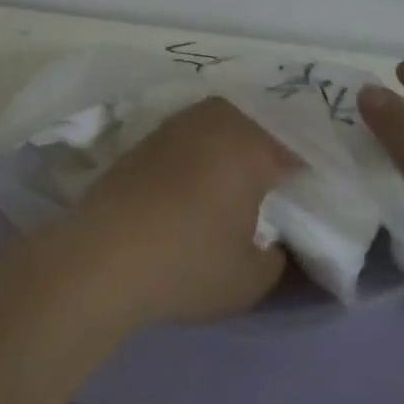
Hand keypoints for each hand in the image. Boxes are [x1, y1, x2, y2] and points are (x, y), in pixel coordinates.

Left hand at [50, 97, 295, 327]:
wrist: (99, 260)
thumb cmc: (188, 264)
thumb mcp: (251, 279)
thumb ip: (277, 257)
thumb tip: (273, 243)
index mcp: (250, 145)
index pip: (293, 152)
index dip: (303, 176)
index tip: (304, 198)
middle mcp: (213, 123)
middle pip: (254, 127)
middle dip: (265, 150)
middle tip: (268, 186)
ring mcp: (172, 129)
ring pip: (215, 127)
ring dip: (227, 148)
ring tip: (228, 184)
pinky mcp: (140, 143)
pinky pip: (184, 140)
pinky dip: (194, 156)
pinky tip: (189, 186)